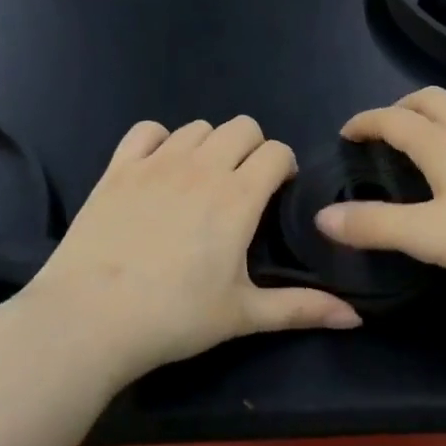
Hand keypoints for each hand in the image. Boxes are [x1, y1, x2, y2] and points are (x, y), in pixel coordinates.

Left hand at [21, 116, 360, 384]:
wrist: (90, 319)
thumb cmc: (174, 318)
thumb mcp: (243, 315)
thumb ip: (302, 309)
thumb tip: (356, 319)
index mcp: (237, 197)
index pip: (275, 151)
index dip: (283, 167)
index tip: (277, 193)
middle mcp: (201, 168)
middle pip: (241, 126)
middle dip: (252, 149)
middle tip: (242, 187)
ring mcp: (156, 163)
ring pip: (197, 126)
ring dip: (209, 146)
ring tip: (201, 182)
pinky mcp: (118, 168)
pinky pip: (146, 130)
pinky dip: (159, 141)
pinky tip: (158, 170)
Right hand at [315, 88, 445, 282]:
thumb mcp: (429, 236)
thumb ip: (374, 226)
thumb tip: (323, 217)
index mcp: (442, 144)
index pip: (392, 119)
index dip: (364, 122)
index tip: (346, 133)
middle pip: (430, 100)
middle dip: (400, 108)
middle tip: (384, 130)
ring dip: (442, 110)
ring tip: (432, 132)